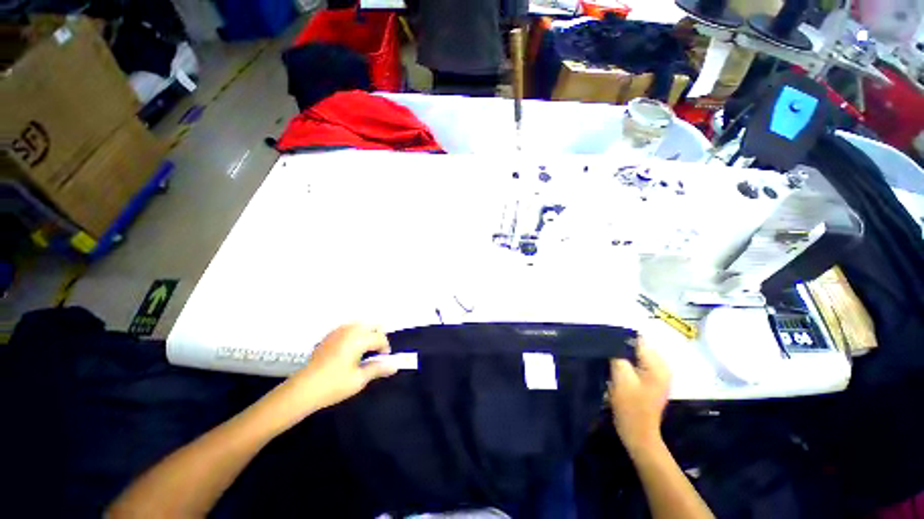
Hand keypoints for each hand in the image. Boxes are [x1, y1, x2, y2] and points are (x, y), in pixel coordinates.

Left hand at [287, 324, 397, 412]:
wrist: (303, 389)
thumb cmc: (334, 384)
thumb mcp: (359, 379)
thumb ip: (378, 369)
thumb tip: (394, 366)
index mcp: (359, 338)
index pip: (380, 338)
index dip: (385, 349)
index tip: (383, 361)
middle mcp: (349, 330)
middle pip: (371, 326)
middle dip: (377, 337)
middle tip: (374, 354)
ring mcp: (337, 331)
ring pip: (360, 325)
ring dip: (366, 335)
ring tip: (363, 352)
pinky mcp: (329, 336)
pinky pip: (348, 329)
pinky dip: (354, 335)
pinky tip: (349, 351)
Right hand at [609, 338, 670, 453]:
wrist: (638, 434)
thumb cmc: (630, 407)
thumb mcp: (621, 378)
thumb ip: (618, 356)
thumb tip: (612, 342)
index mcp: (658, 365)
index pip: (638, 340)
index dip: (620, 339)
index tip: (605, 343)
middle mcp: (662, 367)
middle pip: (638, 347)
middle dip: (621, 348)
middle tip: (606, 354)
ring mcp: (658, 375)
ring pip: (637, 355)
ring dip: (623, 356)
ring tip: (609, 361)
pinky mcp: (652, 381)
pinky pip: (638, 364)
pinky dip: (627, 364)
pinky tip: (617, 370)